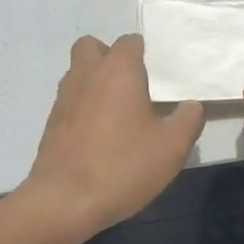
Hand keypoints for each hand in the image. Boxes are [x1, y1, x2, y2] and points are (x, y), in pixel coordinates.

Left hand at [16, 34, 203, 243]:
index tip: (158, 75)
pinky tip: (100, 136)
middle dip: (110, 57)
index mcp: (117, 70)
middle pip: (92, 47)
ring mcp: (64, 98)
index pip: (129, 42)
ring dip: (95, 82)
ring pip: (78, 73)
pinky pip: (70, 101)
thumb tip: (192, 105)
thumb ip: (188, 120)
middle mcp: (87, 74)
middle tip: (132, 85)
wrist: (64, 201)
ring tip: (118, 112)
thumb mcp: (172, 147)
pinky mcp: (51, 123)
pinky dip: (83, 108)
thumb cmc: (122, 166)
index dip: (144, 53)